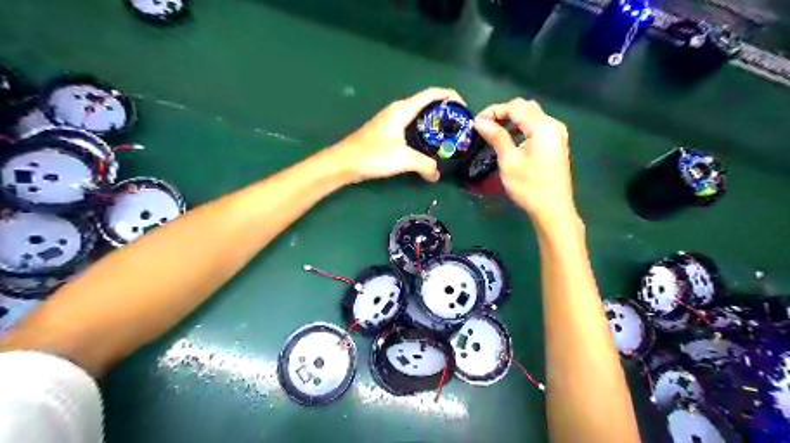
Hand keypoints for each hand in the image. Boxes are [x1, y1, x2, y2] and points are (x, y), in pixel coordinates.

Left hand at [328, 89, 463, 181]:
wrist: (344, 162)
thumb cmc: (373, 155)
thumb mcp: (403, 159)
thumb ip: (424, 165)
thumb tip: (436, 175)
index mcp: (403, 109)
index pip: (432, 94)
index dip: (451, 97)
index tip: (465, 108)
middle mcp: (398, 110)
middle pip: (427, 103)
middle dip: (445, 112)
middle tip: (459, 128)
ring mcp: (391, 120)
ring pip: (419, 116)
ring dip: (434, 123)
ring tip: (448, 137)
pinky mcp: (387, 131)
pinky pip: (411, 126)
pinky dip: (423, 132)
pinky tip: (427, 146)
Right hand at [470, 98, 577, 221]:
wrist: (553, 210)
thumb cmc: (529, 186)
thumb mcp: (509, 160)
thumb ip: (496, 137)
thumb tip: (480, 122)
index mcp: (542, 126)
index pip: (515, 107)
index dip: (493, 111)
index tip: (476, 123)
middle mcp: (553, 124)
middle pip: (525, 108)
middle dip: (503, 113)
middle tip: (485, 127)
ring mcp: (557, 134)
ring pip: (531, 117)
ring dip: (512, 121)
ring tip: (494, 133)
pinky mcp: (556, 145)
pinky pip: (537, 128)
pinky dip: (522, 129)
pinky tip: (510, 141)